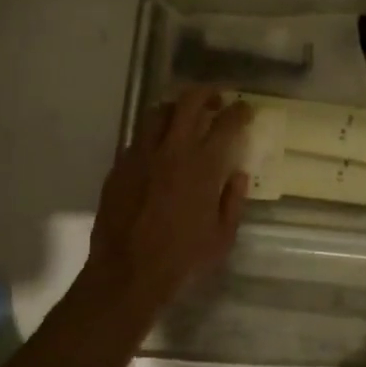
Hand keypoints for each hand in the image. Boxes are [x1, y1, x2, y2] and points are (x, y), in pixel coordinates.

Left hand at [76, 88, 250, 324]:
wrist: (127, 272)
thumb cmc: (182, 259)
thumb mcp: (222, 237)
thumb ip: (233, 201)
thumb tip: (238, 175)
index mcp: (203, 166)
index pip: (226, 123)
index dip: (239, 111)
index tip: (245, 109)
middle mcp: (172, 150)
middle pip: (188, 101)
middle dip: (206, 93)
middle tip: (216, 101)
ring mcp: (141, 155)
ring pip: (158, 113)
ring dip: (176, 110)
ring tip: (185, 120)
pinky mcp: (120, 166)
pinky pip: (139, 138)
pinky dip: (154, 136)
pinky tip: (159, 152)